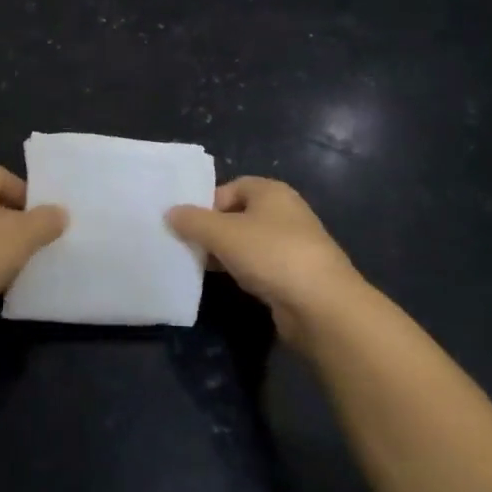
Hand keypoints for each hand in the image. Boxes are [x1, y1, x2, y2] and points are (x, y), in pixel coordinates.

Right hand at [167, 177, 368, 348]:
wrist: (321, 305)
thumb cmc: (271, 254)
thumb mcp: (222, 233)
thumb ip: (193, 221)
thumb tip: (170, 212)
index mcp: (272, 192)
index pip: (231, 187)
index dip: (207, 203)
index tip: (187, 224)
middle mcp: (285, 212)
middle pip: (238, 214)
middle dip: (212, 230)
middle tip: (188, 246)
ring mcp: (293, 244)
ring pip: (248, 242)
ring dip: (226, 252)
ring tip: (202, 266)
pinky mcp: (295, 274)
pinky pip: (260, 265)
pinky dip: (242, 271)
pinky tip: (229, 283)